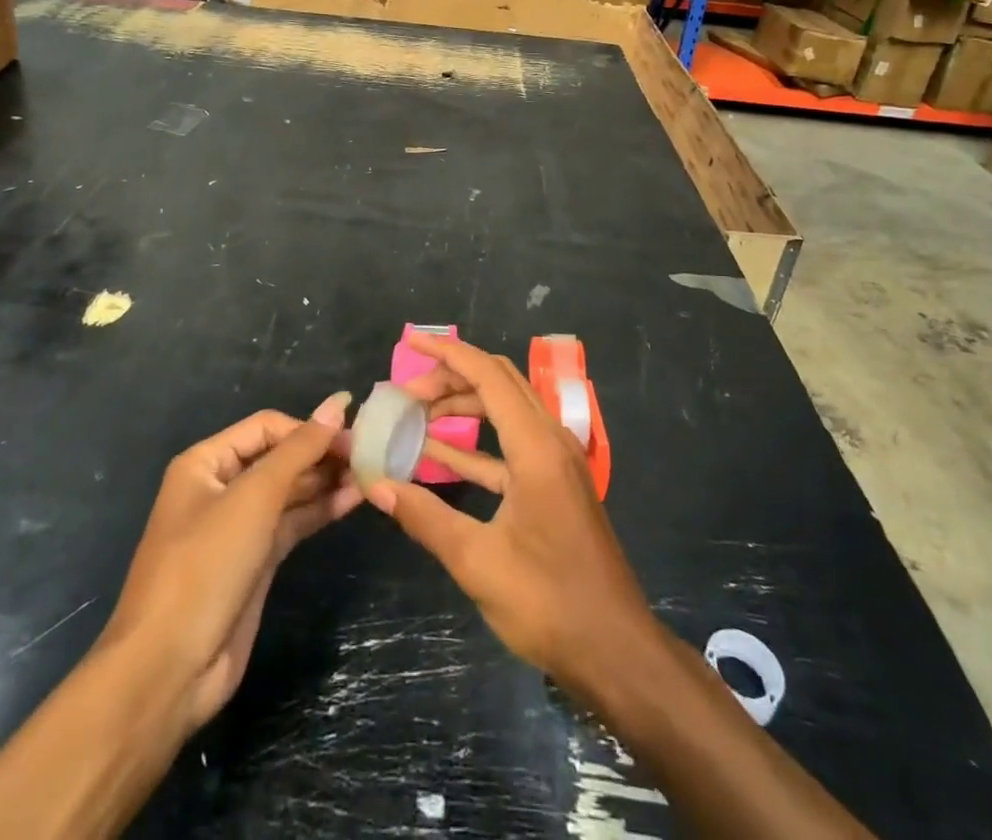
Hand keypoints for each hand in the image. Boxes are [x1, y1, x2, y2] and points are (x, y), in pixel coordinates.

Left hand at [103, 394, 361, 733]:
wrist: (168, 669)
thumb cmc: (205, 565)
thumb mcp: (254, 497)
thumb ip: (300, 449)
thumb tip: (338, 403)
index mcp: (206, 463)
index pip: (266, 427)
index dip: (308, 428)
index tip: (353, 435)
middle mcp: (221, 488)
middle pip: (279, 457)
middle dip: (321, 454)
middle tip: (370, 455)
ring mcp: (239, 527)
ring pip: (290, 491)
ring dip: (326, 481)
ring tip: (371, 474)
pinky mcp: (256, 561)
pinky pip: (293, 522)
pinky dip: (321, 510)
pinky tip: (354, 500)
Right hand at [368, 332, 655, 693]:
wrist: (615, 650)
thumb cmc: (548, 602)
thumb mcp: (477, 561)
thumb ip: (425, 517)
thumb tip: (376, 485)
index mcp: (535, 446)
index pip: (488, 376)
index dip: (448, 353)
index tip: (410, 341)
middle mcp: (550, 440)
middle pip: (499, 383)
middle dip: (452, 376)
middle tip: (407, 391)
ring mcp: (555, 462)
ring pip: (506, 411)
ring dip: (464, 407)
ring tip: (416, 417)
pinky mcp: (554, 485)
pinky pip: (511, 446)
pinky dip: (476, 444)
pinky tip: (439, 456)